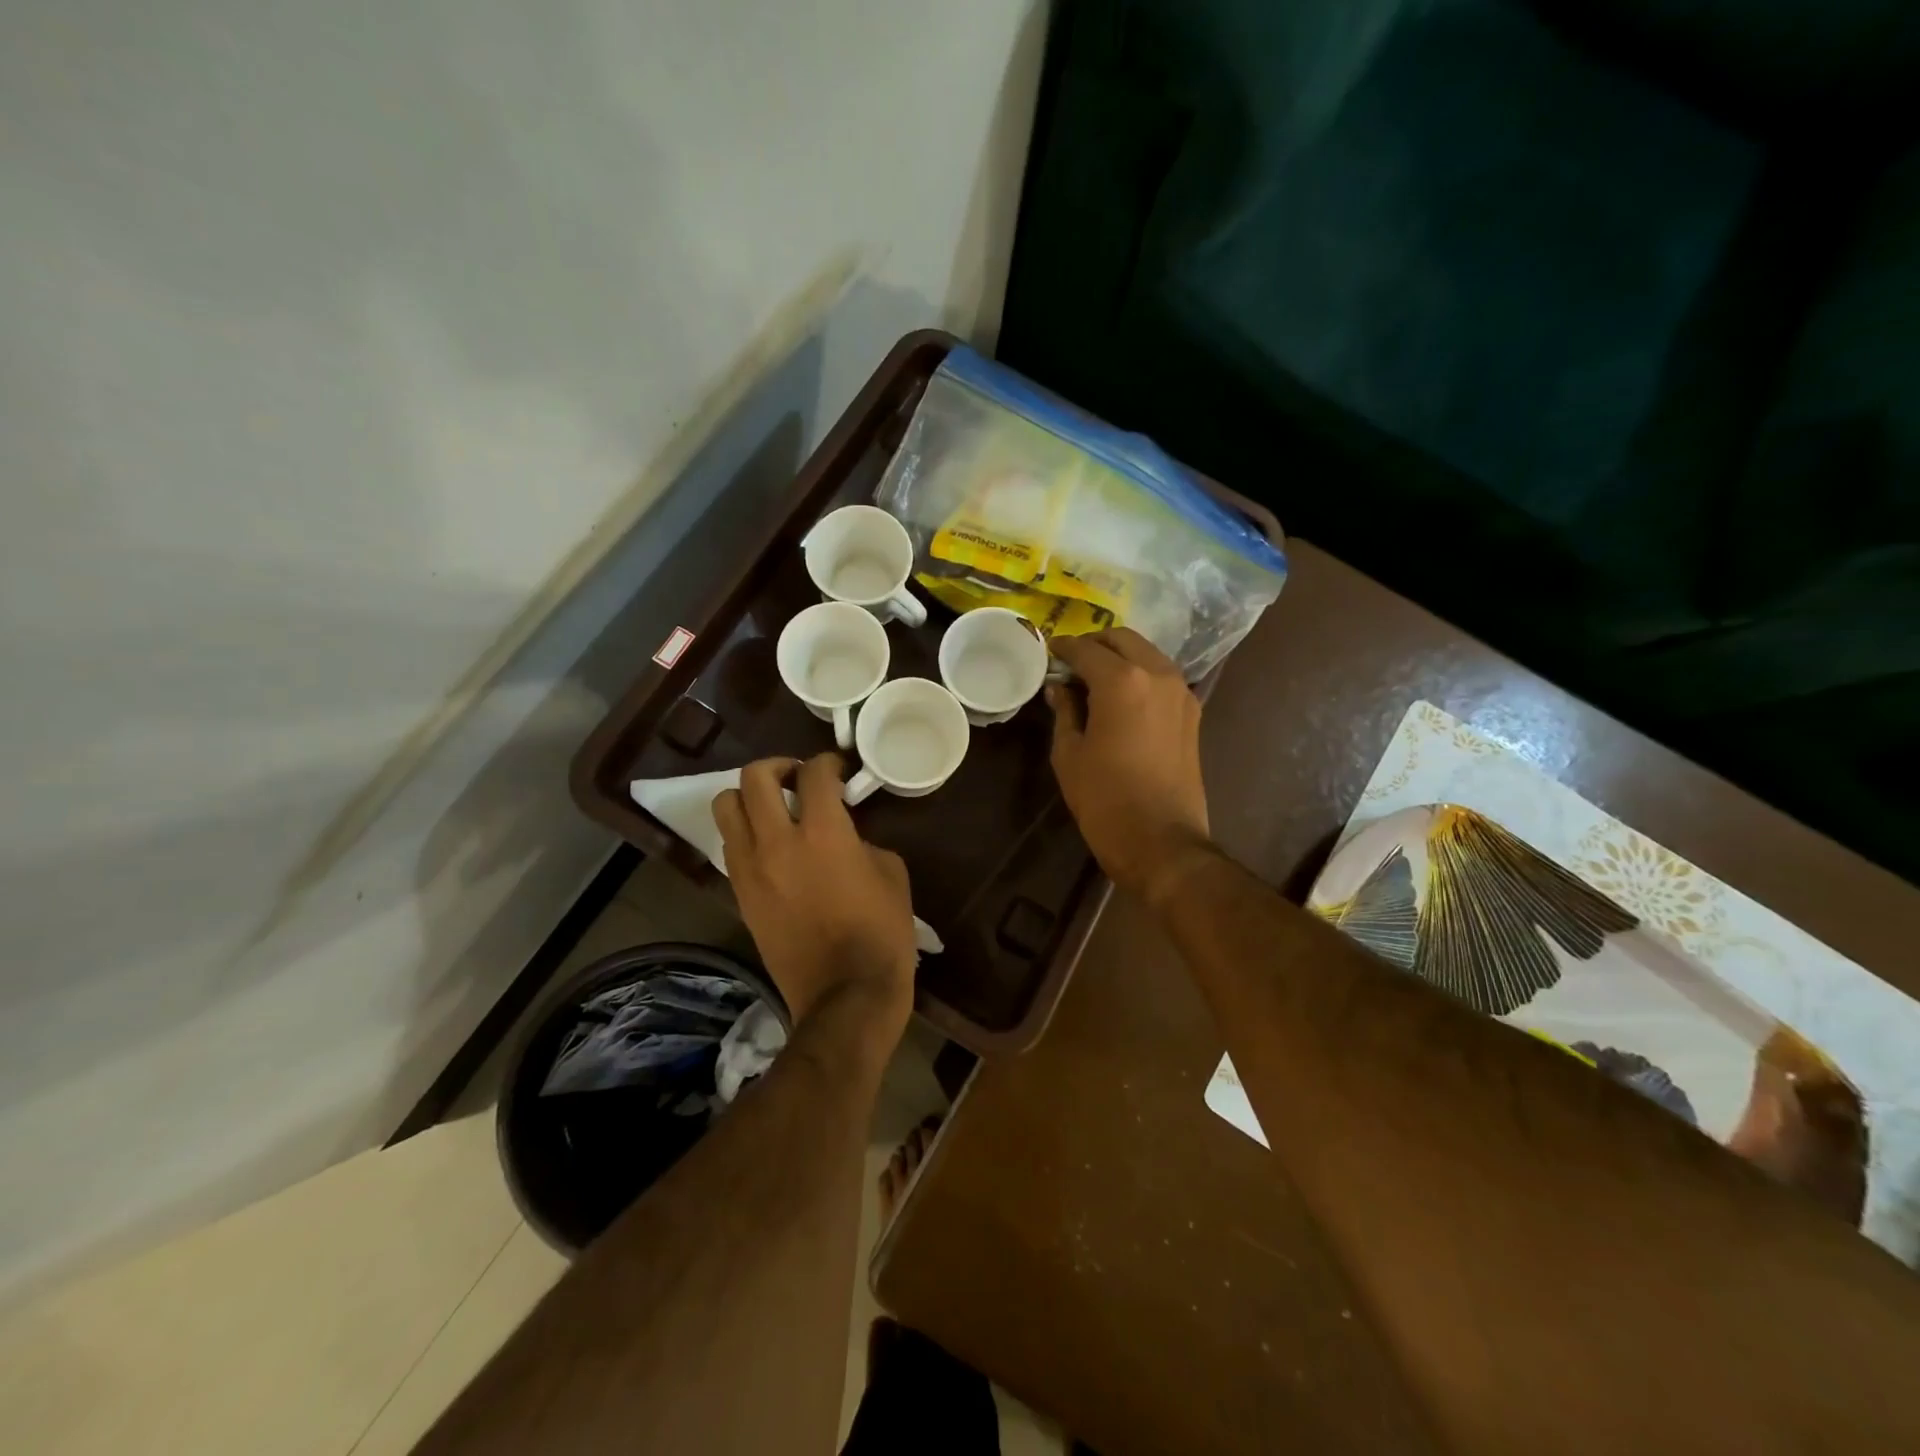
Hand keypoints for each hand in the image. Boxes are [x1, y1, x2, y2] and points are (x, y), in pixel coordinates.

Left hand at [713, 755, 916, 1050]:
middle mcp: (776, 842)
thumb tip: (845, 836)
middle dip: (777, 767)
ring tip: (774, 811)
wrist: (845, 995)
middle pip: (753, 777)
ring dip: (749, 798)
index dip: (827, 762)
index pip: (813, 773)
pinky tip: (771, 848)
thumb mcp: (891, 874)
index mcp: (822, 832)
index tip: (837, 770)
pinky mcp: (740, 895)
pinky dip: (746, 835)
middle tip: (798, 780)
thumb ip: (863, 842)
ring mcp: (750, 869)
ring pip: (725, 807)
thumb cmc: (881, 933)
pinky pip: (731, 847)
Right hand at [1047, 629, 1212, 902]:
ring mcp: (1181, 692)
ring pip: (1147, 654)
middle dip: (1095, 644)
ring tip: (1095, 678)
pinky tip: (1121, 696)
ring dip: (1120, 657)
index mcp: (1122, 681)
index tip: (1049, 652)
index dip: (1063, 648)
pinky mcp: (1192, 713)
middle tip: (1071, 662)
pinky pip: (1162, 677)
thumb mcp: (1070, 754)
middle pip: (1123, 640)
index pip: (1086, 649)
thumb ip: (1065, 711)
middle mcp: (1157, 674)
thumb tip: (1060, 688)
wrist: (1162, 842)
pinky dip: (1140, 674)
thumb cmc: (1105, 799)